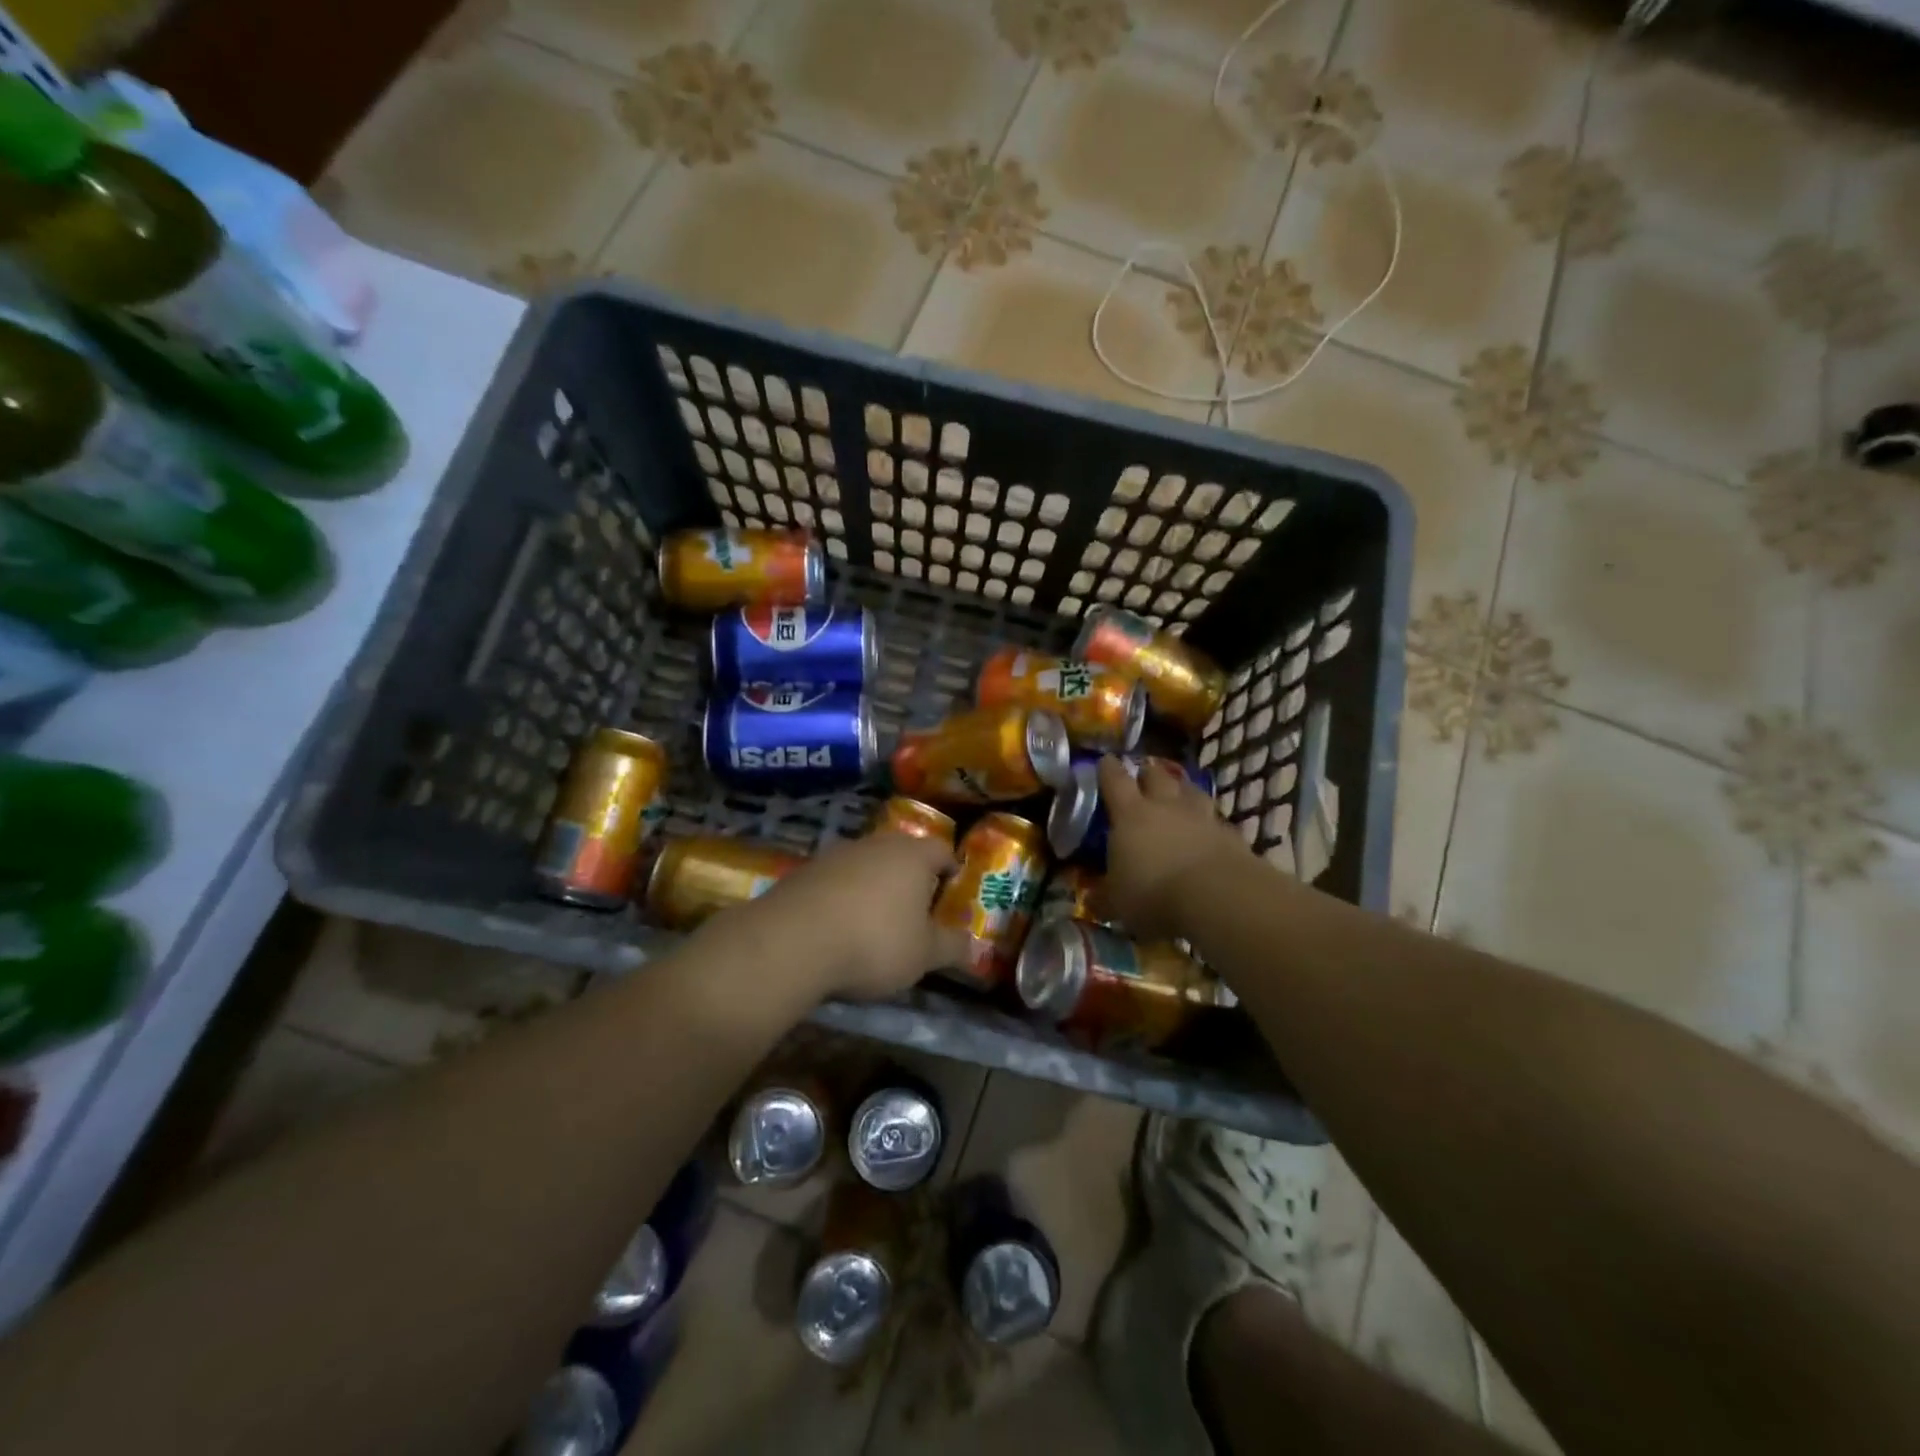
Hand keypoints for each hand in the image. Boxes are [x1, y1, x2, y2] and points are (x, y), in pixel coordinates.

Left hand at [740, 831, 965, 1001]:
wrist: (791, 942)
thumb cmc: (874, 942)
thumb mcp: (923, 956)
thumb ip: (951, 947)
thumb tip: (973, 945)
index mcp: (912, 855)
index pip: (941, 850)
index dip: (951, 869)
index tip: (953, 889)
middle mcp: (875, 844)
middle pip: (901, 853)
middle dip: (911, 877)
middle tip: (917, 907)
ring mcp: (835, 854)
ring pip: (866, 864)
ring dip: (874, 886)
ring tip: (876, 920)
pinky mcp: (803, 871)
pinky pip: (835, 880)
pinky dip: (843, 897)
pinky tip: (839, 926)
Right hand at [1096, 754, 1248, 940]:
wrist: (1218, 896)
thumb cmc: (1154, 893)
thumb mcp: (1118, 903)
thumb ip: (1106, 897)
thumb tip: (1094, 900)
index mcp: (1130, 815)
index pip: (1115, 781)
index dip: (1109, 769)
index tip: (1106, 760)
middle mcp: (1166, 806)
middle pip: (1157, 776)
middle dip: (1148, 774)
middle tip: (1144, 776)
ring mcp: (1202, 817)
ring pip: (1192, 792)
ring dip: (1183, 791)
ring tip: (1180, 795)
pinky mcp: (1232, 835)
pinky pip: (1218, 822)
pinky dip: (1211, 825)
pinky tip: (1210, 834)